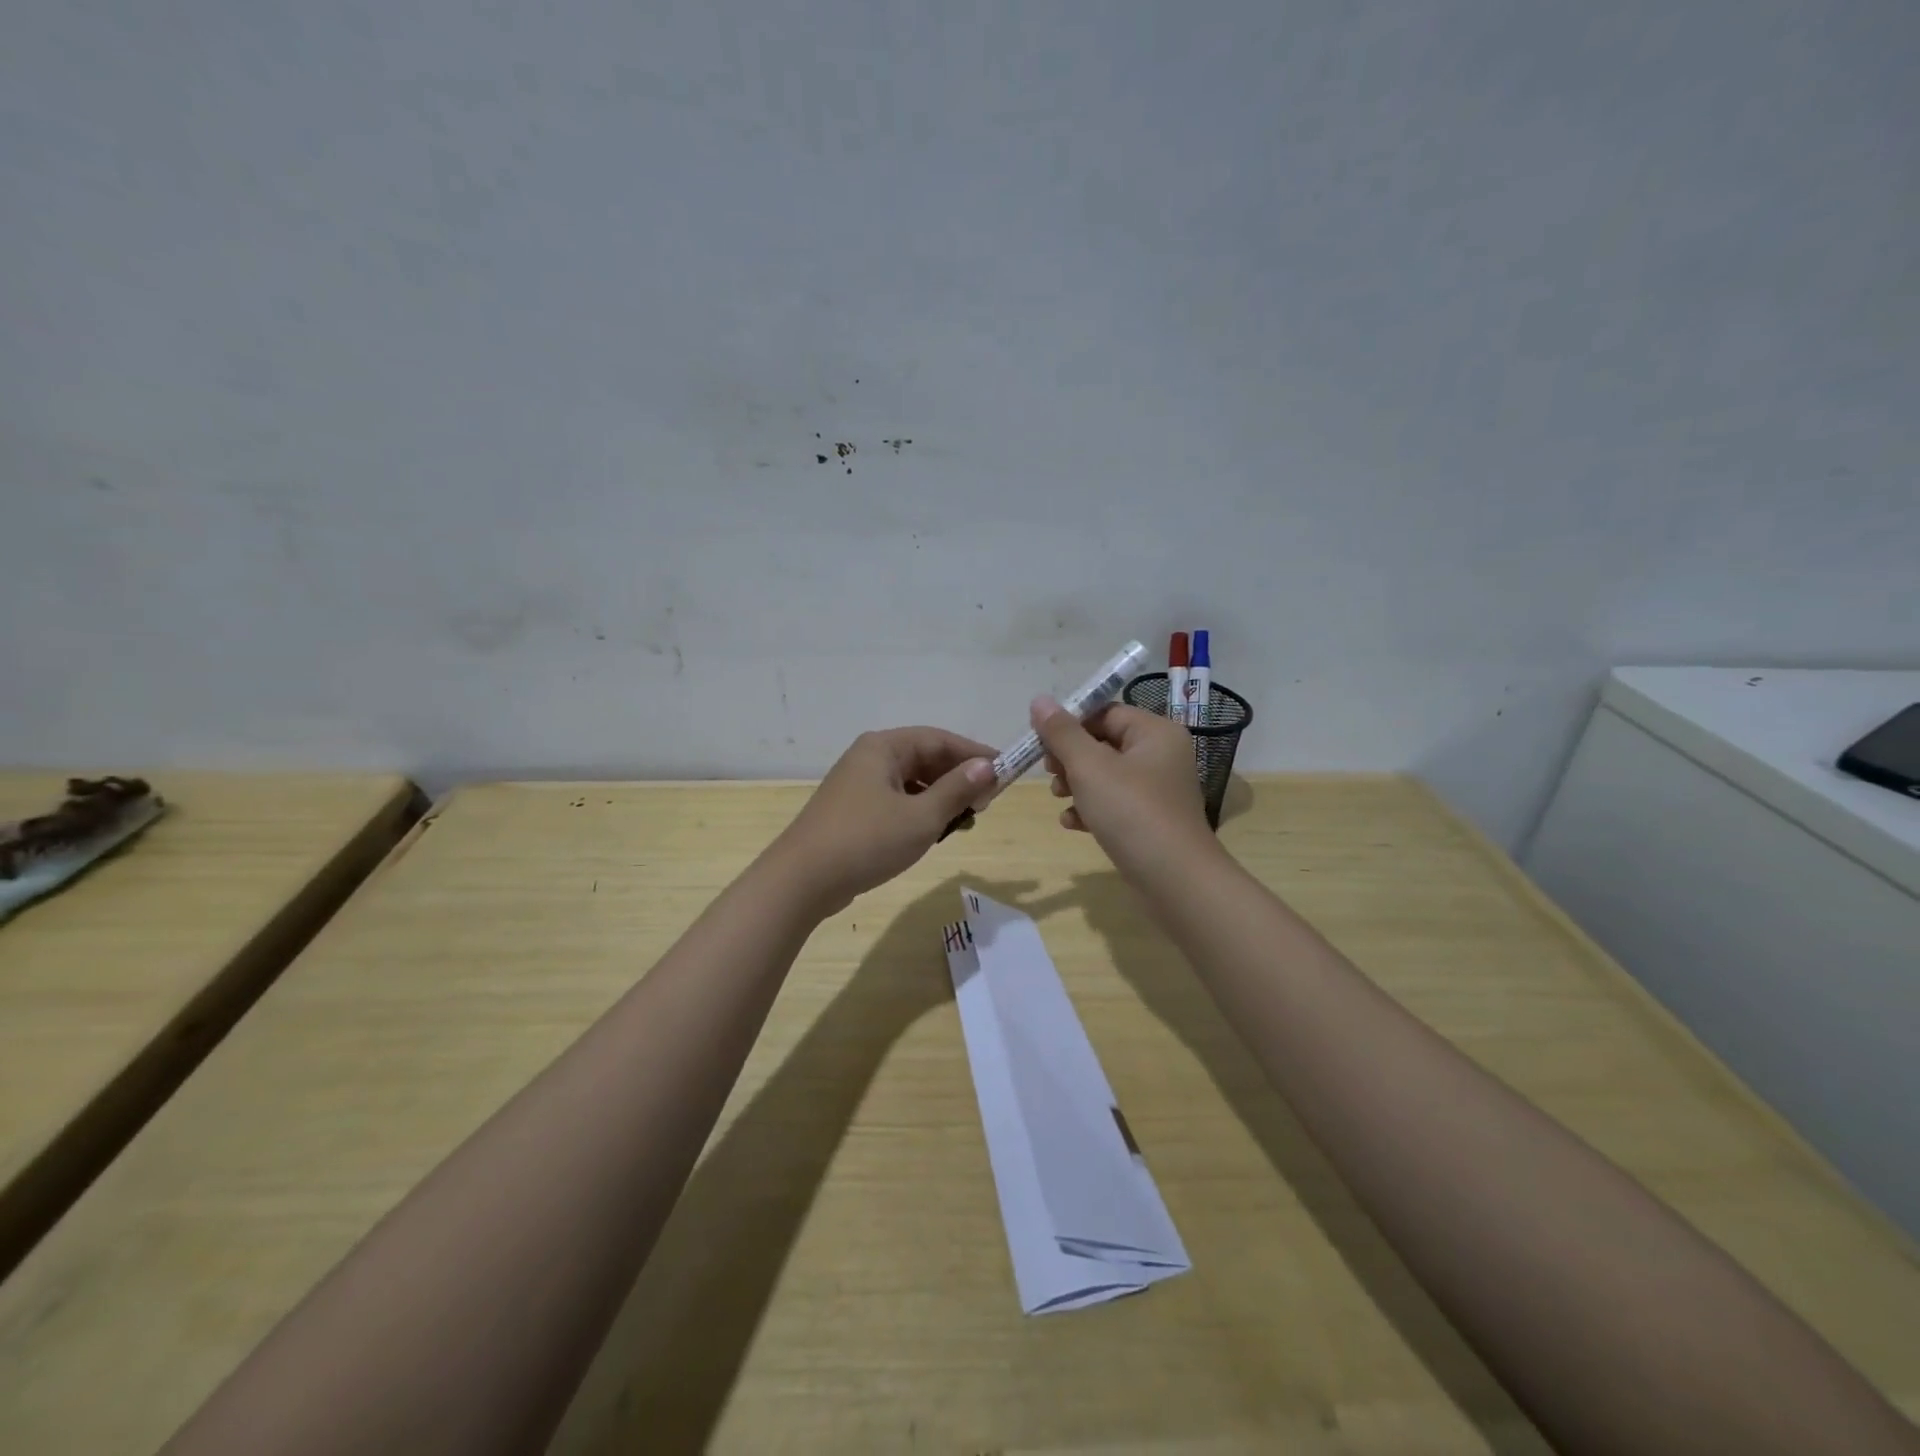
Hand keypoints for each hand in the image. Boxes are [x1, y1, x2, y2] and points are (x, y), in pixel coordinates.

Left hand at [769, 728, 995, 914]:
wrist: (802, 880)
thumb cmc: (866, 841)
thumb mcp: (921, 817)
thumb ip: (957, 790)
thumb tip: (989, 766)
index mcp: (884, 747)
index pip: (939, 739)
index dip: (974, 754)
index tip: (1005, 772)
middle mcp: (869, 758)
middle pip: (925, 759)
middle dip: (958, 778)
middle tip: (986, 803)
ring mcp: (858, 785)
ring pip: (912, 783)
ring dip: (941, 798)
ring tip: (965, 821)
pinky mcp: (853, 811)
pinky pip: (897, 801)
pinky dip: (920, 811)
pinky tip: (933, 832)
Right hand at [1031, 696, 1214, 882]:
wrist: (1174, 880)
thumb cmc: (1131, 812)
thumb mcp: (1089, 767)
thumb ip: (1062, 732)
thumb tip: (1039, 700)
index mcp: (1155, 732)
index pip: (1105, 712)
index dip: (1070, 724)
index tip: (1041, 742)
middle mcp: (1162, 755)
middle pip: (1104, 742)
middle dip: (1070, 757)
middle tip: (1049, 773)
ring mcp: (1157, 790)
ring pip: (1105, 775)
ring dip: (1076, 783)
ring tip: (1058, 798)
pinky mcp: (1150, 820)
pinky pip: (1114, 803)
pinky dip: (1091, 808)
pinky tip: (1072, 823)